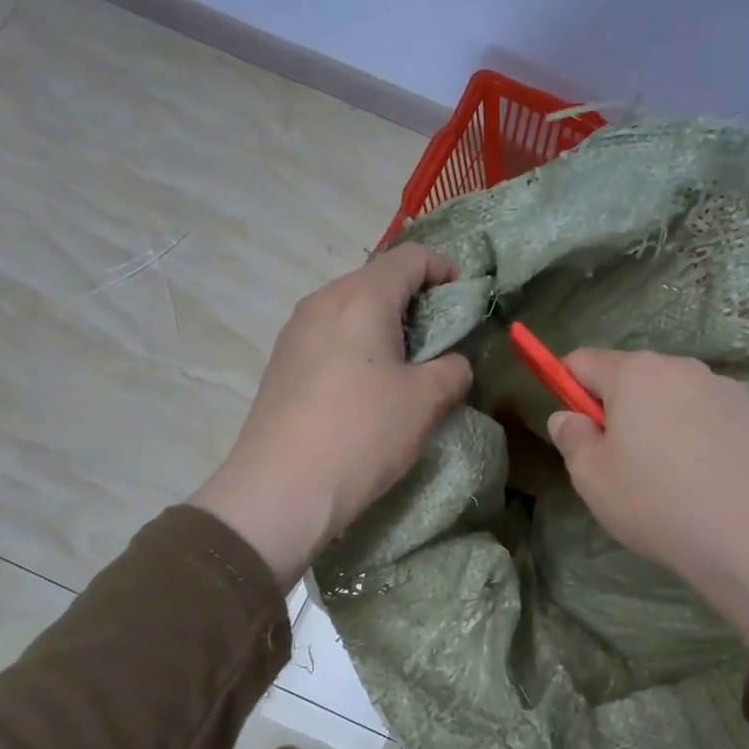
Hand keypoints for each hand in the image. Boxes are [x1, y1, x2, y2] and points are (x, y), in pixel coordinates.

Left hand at [191, 246, 471, 585]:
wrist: (279, 491)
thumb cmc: (363, 434)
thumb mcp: (427, 401)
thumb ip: (453, 369)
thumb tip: (452, 363)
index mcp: (361, 297)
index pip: (411, 258)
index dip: (446, 269)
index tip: (468, 297)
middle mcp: (323, 301)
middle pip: (378, 280)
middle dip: (417, 301)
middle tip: (445, 339)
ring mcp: (296, 331)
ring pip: (353, 310)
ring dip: (387, 327)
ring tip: (410, 367)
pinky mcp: (283, 363)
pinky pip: (332, 337)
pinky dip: (360, 347)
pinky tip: (371, 388)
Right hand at [546, 350, 748, 645]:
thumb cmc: (656, 503)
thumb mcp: (592, 478)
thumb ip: (572, 438)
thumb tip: (567, 416)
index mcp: (635, 373)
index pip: (582, 360)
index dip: (566, 385)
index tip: (573, 424)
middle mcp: (681, 367)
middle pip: (631, 375)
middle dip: (617, 406)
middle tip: (619, 460)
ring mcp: (723, 388)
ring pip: (673, 395)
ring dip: (659, 419)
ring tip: (668, 474)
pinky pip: (707, 414)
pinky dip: (696, 434)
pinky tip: (704, 477)